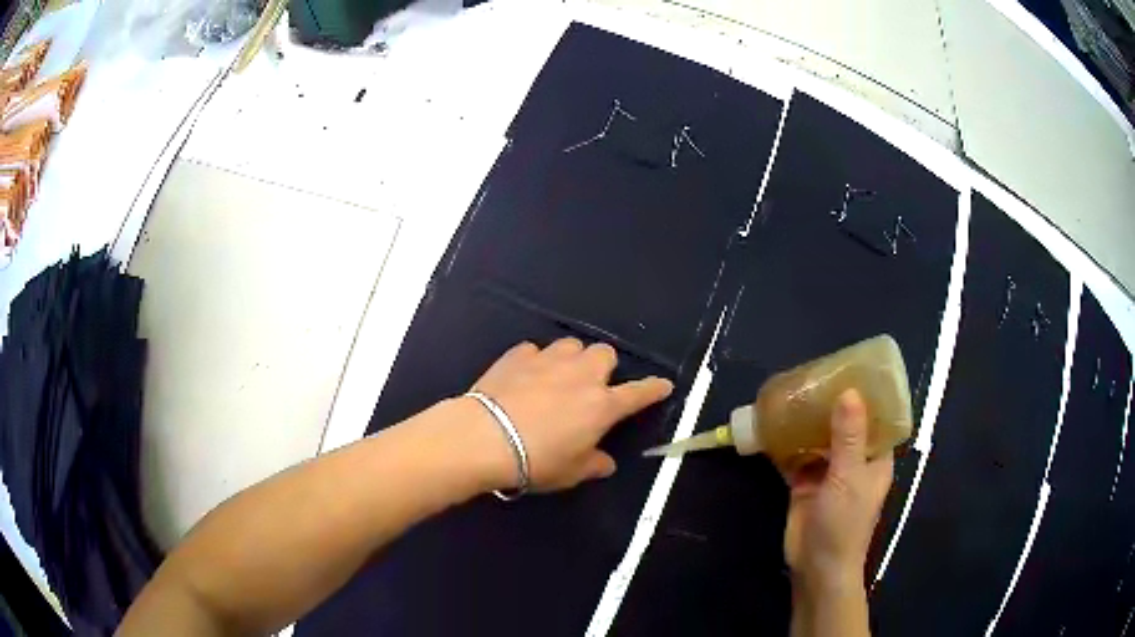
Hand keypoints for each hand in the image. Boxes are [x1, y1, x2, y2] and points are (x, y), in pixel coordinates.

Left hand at [469, 338, 672, 491]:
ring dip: (571, 359)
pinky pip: (535, 351)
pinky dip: (535, 361)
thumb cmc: (536, 460)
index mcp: (601, 406)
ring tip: (558, 377)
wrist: (484, 437)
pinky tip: (524, 377)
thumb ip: (593, 464)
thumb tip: (606, 463)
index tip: (663, 385)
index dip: (653, 389)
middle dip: (603, 366)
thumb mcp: (570, 472)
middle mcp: (580, 375)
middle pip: (605, 353)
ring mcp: (548, 360)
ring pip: (571, 346)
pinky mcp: (518, 355)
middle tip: (591, 387)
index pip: (638, 393)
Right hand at [783, 389, 891, 592]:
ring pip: (819, 439)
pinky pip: (796, 457)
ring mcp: (828, 472)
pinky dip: (786, 444)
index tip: (851, 370)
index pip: (877, 418)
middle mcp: (854, 460)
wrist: (816, 566)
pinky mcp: (804, 484)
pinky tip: (772, 426)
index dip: (867, 395)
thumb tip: (849, 392)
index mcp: (875, 457)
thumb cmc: (844, 522)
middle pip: (844, 425)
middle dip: (830, 404)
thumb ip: (849, 437)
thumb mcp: (850, 477)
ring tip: (792, 393)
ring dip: (807, 422)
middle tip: (813, 377)